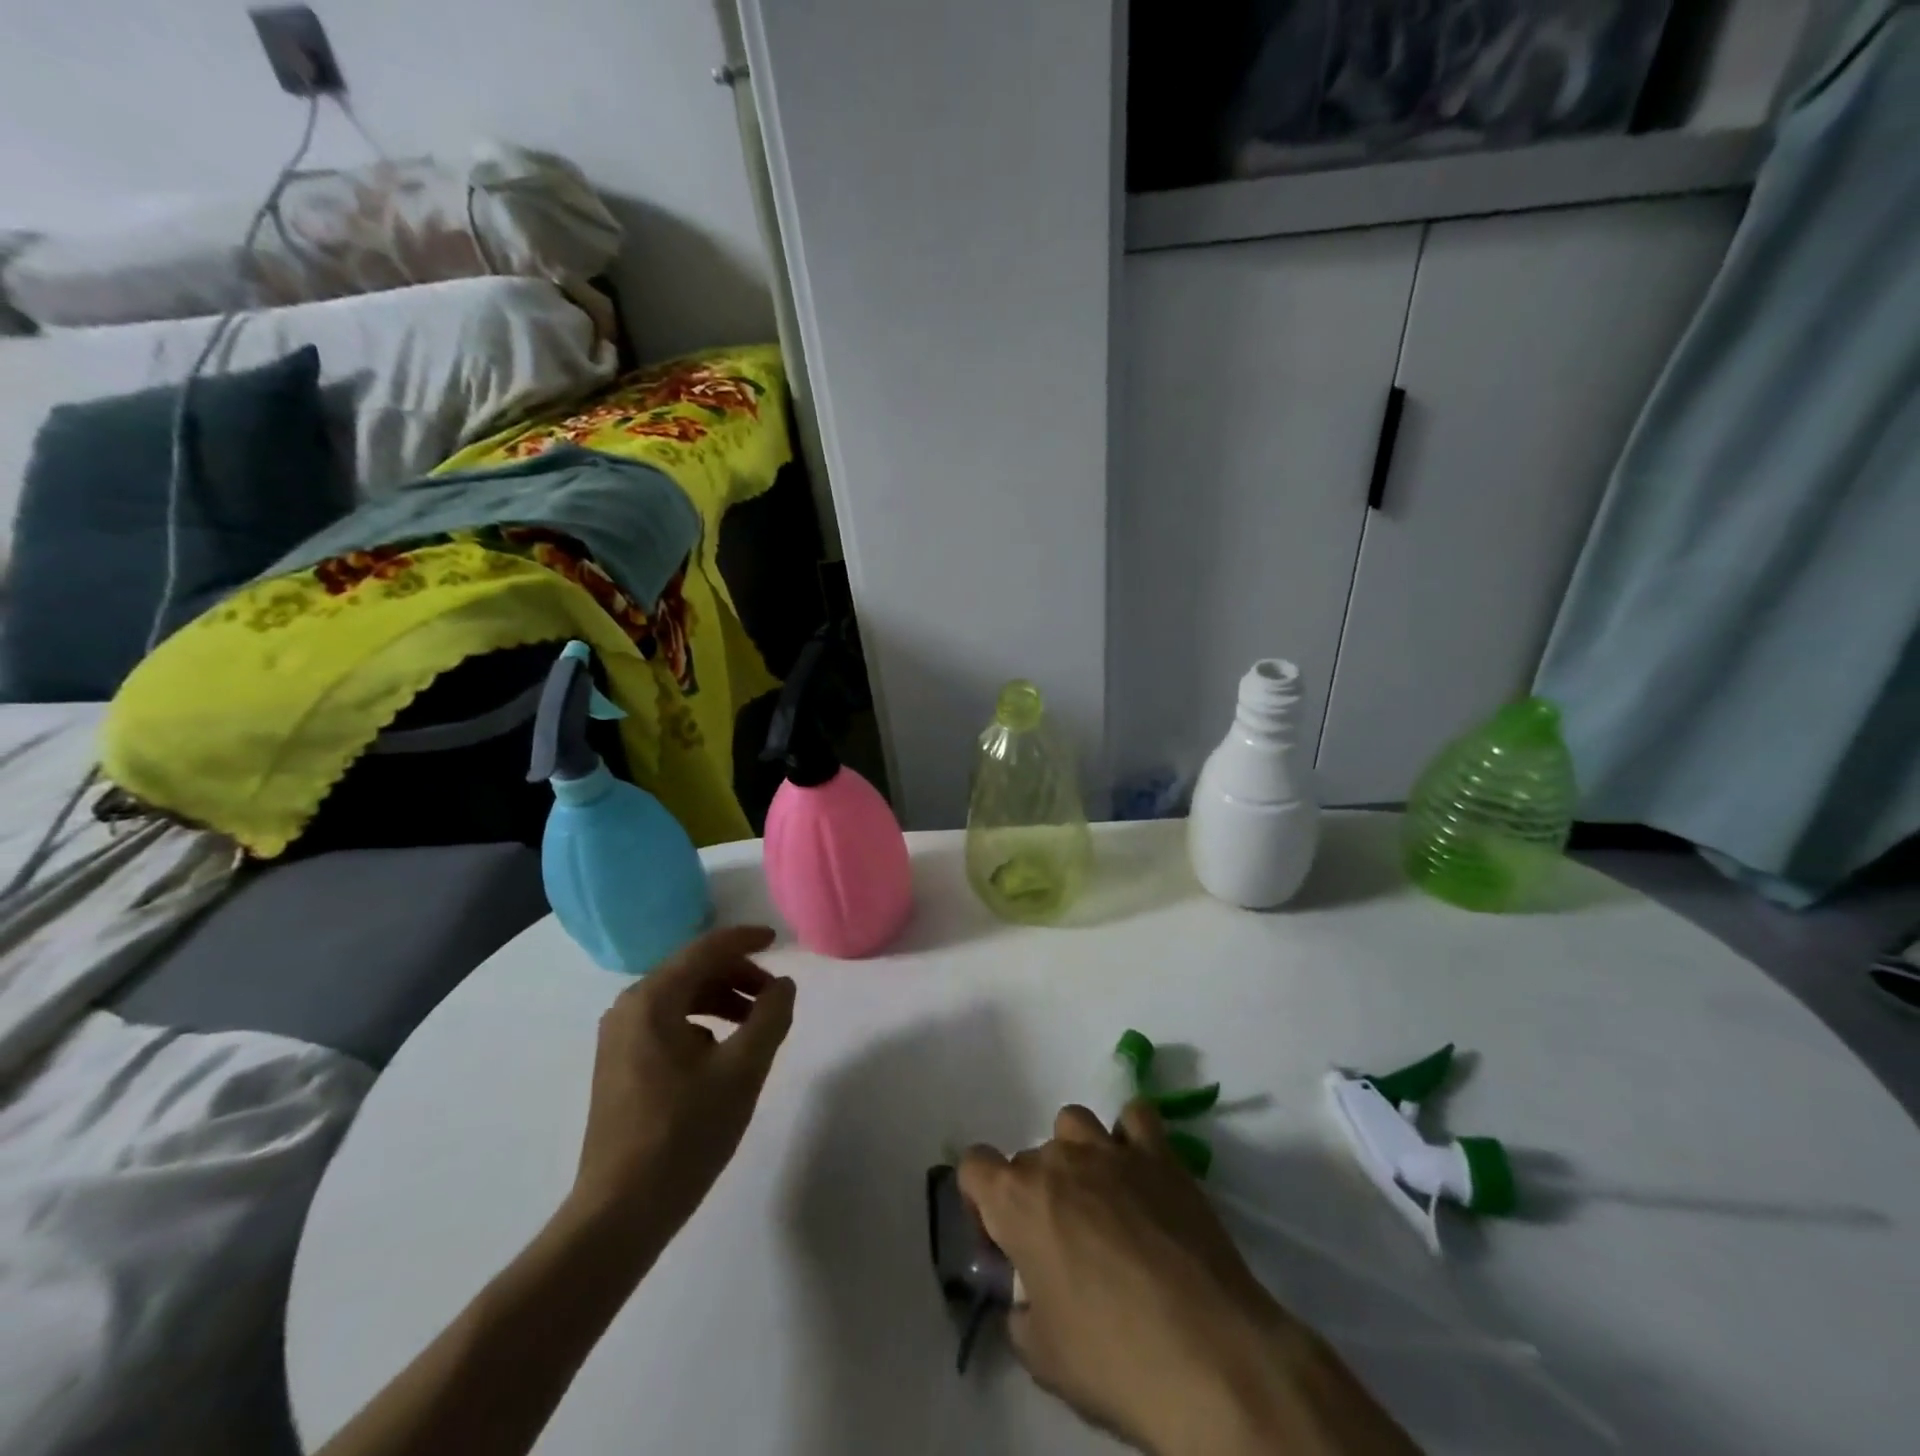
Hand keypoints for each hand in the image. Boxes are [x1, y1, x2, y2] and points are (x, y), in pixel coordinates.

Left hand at [569, 925, 795, 1254]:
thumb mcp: (742, 1070)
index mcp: (653, 999)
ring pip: (680, 997)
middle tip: (774, 997)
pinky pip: (667, 1023)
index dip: (745, 940)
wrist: (620, 1212)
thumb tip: (783, 985)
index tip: (778, 940)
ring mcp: (618, 1038)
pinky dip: (701, 1023)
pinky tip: (722, 1052)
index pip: (706, 949)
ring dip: (721, 1000)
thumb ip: (770, 1017)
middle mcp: (629, 1008)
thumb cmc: (685, 1132)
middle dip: (737, 975)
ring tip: (755, 1025)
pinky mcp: (618, 1065)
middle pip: (692, 970)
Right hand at [961, 1104, 1416, 1455]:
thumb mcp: (1043, 1357)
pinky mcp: (1160, 1154)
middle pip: (1029, 1156)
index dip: (981, 1200)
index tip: (1002, 1240)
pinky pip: (1136, 1118)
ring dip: (1076, 1155)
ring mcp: (1111, 1150)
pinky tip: (1141, 1172)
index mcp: (1017, 1200)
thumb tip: (1028, 1296)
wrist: (1210, 1356)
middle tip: (1062, 1246)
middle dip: (1035, 1193)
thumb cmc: (1114, 1360)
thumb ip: (1020, 1311)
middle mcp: (1058, 1160)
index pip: (974, 1165)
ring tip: (1100, 1201)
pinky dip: (1132, 1136)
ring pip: (1074, 1123)